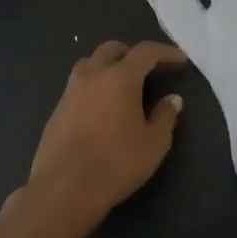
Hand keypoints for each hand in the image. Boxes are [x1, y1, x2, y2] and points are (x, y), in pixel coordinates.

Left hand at [4, 40, 186, 237]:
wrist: (64, 189)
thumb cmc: (117, 163)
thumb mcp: (154, 143)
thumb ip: (165, 116)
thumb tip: (172, 99)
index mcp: (120, 77)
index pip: (145, 52)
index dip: (165, 52)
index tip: (180, 59)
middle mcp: (93, 75)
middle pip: (112, 49)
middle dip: (131, 53)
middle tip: (147, 69)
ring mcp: (70, 91)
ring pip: (90, 63)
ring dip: (108, 66)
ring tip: (121, 85)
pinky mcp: (56, 109)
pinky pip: (78, 85)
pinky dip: (93, 85)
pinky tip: (101, 108)